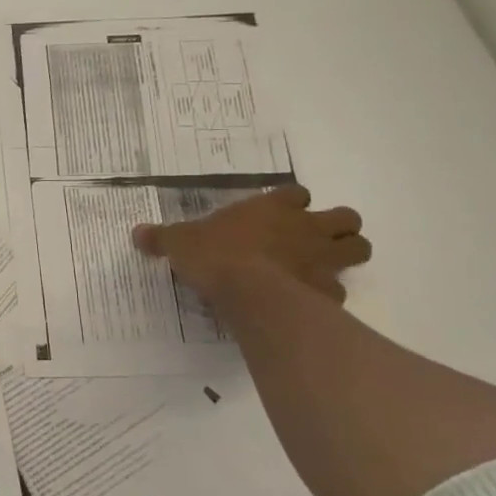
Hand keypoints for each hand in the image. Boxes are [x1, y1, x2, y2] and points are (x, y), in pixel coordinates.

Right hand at [132, 185, 370, 304]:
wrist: (247, 292)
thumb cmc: (216, 255)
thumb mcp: (179, 242)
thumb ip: (162, 237)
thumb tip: (137, 233)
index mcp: (273, 207)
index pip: (297, 193)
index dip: (291, 203)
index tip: (278, 214)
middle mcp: (306, 228)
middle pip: (346, 217)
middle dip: (337, 227)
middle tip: (312, 240)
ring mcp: (323, 260)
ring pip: (359, 248)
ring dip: (346, 255)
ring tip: (321, 267)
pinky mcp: (329, 293)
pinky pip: (339, 291)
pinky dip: (329, 296)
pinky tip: (308, 303)